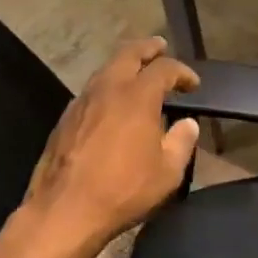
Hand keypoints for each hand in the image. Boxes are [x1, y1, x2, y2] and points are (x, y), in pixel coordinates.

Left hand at [19, 37, 200, 257]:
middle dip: (147, 48)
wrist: (64, 211)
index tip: (193, 84)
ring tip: (137, 72)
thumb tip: (187, 124)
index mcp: (137, 96)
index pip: (164, 69)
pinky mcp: (65, 119)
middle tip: (160, 47)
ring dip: (124, 65)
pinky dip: (107, 86)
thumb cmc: (122, 190)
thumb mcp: (167, 173)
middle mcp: (108, 89)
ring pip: (106, 69)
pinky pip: (91, 90)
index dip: (182, 72)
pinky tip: (111, 103)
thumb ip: (181, 142)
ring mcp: (82, 101)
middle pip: (129, 54)